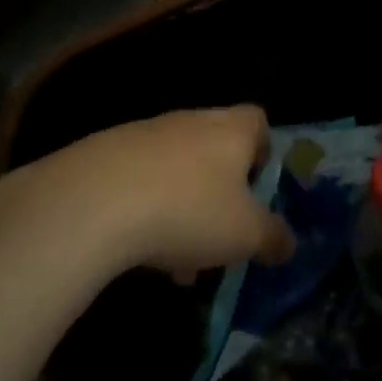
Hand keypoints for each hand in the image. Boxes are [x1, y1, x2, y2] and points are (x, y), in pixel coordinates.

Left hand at [0, 106, 293, 279]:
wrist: (93, 201)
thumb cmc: (189, 210)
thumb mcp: (245, 234)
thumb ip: (273, 237)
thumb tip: (288, 243)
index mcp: (231, 130)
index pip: (258, 121)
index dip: (263, 151)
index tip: (258, 188)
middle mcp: (190, 121)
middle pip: (214, 148)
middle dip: (219, 191)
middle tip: (219, 235)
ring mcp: (144, 133)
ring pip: (175, 169)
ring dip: (181, 206)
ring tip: (175, 259)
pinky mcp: (104, 152)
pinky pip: (137, 179)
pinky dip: (143, 208)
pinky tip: (136, 248)